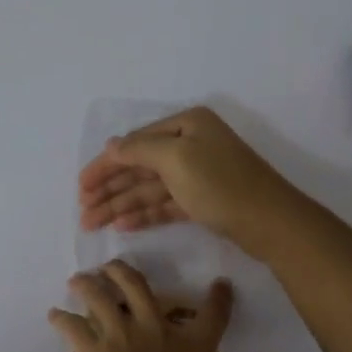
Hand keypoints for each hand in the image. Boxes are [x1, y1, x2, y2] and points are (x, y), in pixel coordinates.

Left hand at [49, 261, 280, 351]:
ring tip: (80, 279)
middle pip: (141, 288)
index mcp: (194, 347)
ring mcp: (120, 337)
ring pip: (101, 297)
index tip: (220, 283)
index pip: (213, 313)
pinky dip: (61, 318)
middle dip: (127, 272)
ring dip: (90, 284)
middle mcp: (156, 331)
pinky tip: (54, 314)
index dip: (219, 296)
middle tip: (116, 265)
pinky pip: (72, 327)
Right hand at [77, 106, 304, 257]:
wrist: (271, 222)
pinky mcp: (203, 200)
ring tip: (93, 224)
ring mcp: (197, 173)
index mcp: (185, 125)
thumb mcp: (175, 158)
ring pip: (150, 188)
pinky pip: (165, 204)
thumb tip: (111, 145)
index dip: (105, 165)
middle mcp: (190, 144)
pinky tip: (123, 226)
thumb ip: (138, 149)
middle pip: (139, 166)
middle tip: (83, 212)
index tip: (81, 187)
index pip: (133, 143)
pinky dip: (144, 214)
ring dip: (121, 205)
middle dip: (110, 189)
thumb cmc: (220, 184)